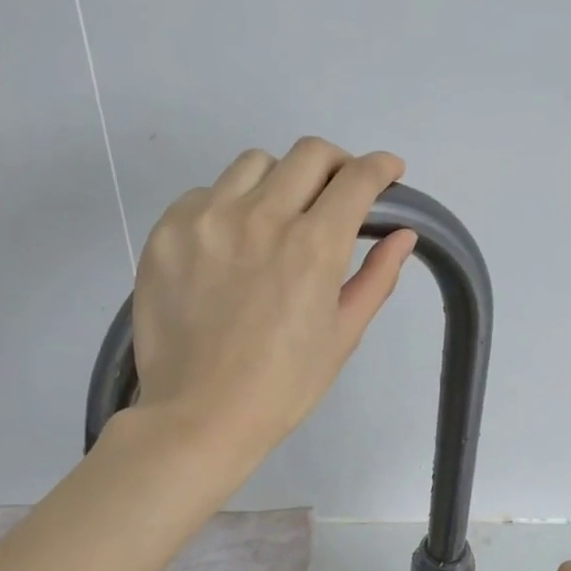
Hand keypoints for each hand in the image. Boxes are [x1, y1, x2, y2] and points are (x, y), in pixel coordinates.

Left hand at [130, 138, 416, 462]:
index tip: (387, 172)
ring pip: (254, 164)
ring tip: (276, 218)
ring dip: (279, 180)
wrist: (199, 416)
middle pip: (309, 154)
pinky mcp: (167, 231)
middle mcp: (261, 216)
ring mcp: (207, 219)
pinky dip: (228, 206)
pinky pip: (206, 193)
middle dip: (335, 165)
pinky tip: (228, 245)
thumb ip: (376, 278)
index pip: (356, 178)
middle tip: (336, 193)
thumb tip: (403, 235)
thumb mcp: (341, 337)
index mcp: (313, 246)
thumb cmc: (281, 387)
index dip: (380, 167)